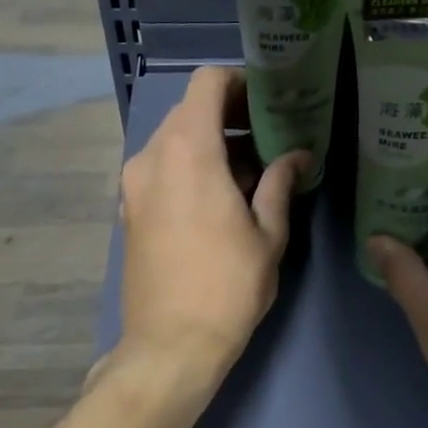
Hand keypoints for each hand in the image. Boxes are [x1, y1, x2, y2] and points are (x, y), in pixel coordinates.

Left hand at [118, 66, 309, 378]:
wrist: (169, 345)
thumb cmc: (228, 287)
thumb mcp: (268, 234)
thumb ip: (281, 183)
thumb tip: (298, 155)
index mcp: (188, 151)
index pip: (207, 83)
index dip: (240, 82)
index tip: (269, 103)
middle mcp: (152, 156)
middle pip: (191, 110)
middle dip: (231, 116)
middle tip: (270, 139)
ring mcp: (134, 183)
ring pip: (175, 139)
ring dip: (212, 143)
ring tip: (251, 173)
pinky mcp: (129, 208)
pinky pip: (162, 167)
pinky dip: (191, 166)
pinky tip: (221, 198)